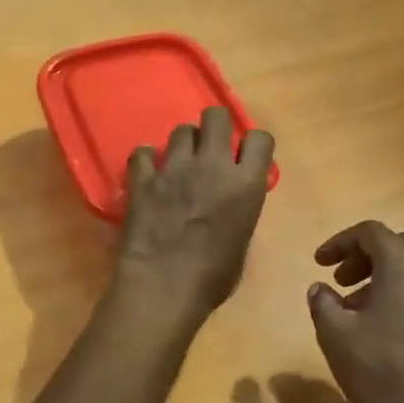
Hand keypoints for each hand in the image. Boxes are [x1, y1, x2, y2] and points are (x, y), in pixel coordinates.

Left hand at [117, 107, 274, 318]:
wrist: (164, 286)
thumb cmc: (212, 278)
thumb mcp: (241, 242)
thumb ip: (240, 210)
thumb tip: (231, 203)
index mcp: (246, 184)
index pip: (260, 138)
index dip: (252, 146)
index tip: (244, 159)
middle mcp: (213, 165)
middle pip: (216, 116)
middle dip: (214, 129)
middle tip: (208, 152)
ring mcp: (175, 168)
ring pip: (181, 130)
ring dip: (182, 145)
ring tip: (178, 166)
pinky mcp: (143, 178)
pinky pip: (143, 152)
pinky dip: (146, 161)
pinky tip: (148, 175)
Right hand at [307, 221, 403, 402]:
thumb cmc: (377, 369)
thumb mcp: (335, 333)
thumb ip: (323, 303)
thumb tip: (320, 290)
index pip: (372, 233)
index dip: (341, 242)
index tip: (319, 263)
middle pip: (400, 243)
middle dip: (367, 254)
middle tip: (342, 279)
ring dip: (384, 274)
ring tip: (355, 305)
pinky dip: (402, 291)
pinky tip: (379, 324)